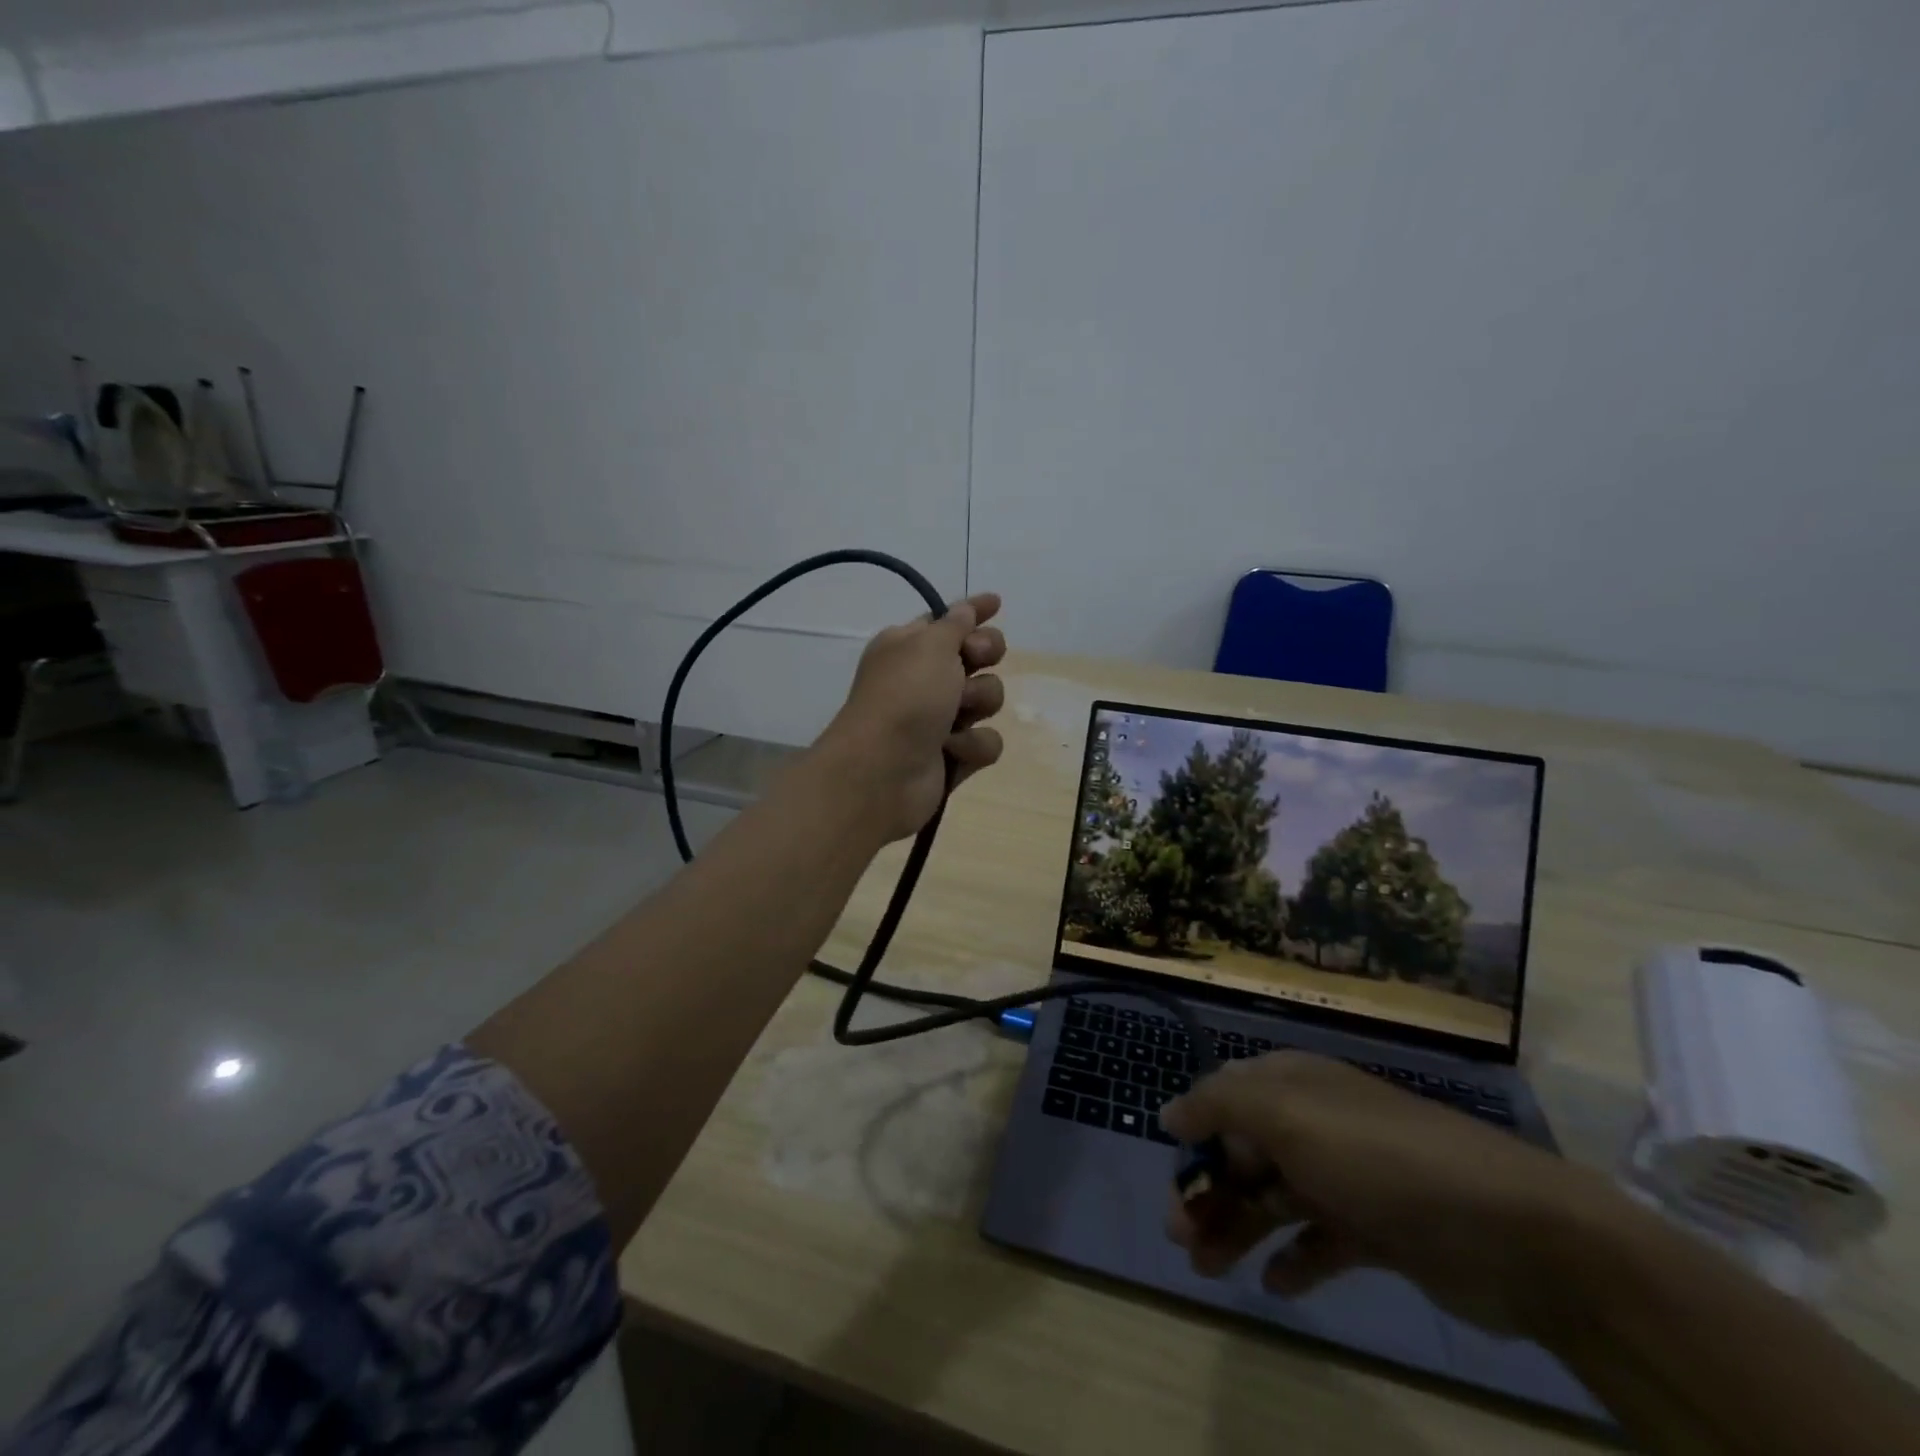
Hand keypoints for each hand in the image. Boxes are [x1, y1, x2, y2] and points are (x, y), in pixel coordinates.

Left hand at [815, 591, 1007, 842]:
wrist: (882, 771)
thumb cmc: (904, 697)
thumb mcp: (929, 645)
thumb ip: (955, 624)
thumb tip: (965, 609)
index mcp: (908, 647)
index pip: (947, 621)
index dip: (972, 611)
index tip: (997, 603)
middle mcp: (924, 680)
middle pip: (976, 657)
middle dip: (985, 654)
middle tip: (976, 659)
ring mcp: (939, 720)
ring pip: (987, 699)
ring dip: (977, 702)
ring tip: (955, 716)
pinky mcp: (953, 757)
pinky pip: (986, 742)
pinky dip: (972, 745)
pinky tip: (952, 750)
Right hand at [1161, 1051, 1610, 1333]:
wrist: (1511, 1231)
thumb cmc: (1378, 1159)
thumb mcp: (1287, 1115)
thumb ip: (1219, 1105)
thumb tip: (1169, 1112)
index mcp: (1292, 1085)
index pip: (1225, 1099)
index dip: (1195, 1136)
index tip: (1173, 1177)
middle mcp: (1315, 1124)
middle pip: (1244, 1153)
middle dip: (1209, 1192)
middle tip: (1182, 1240)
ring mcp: (1348, 1178)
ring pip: (1274, 1199)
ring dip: (1239, 1229)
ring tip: (1211, 1271)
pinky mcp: (1378, 1230)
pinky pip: (1321, 1241)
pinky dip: (1296, 1260)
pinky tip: (1280, 1287)